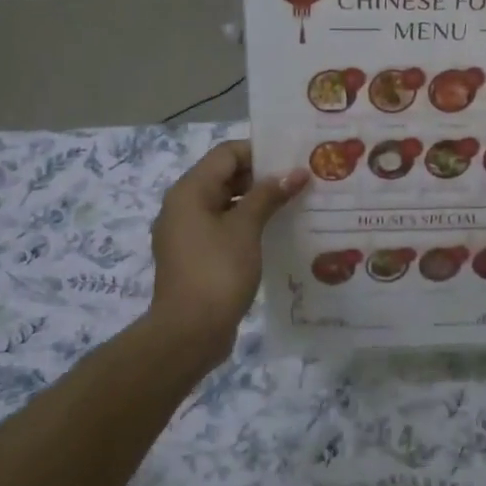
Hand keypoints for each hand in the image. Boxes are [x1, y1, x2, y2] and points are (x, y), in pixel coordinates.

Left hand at [150, 141, 307, 364]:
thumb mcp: (246, 228)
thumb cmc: (217, 272)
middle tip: (301, 180)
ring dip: (258, 201)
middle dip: (263, 177)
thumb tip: (295, 172)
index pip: (226, 154)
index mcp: (189, 192)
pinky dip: (248, 224)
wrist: (188, 333)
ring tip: (296, 204)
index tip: (294, 158)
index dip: (260, 152)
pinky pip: (224, 227)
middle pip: (226, 177)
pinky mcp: (197, 256)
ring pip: (227, 203)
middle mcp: (184, 206)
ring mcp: (188, 233)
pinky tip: (277, 232)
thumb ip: (269, 195)